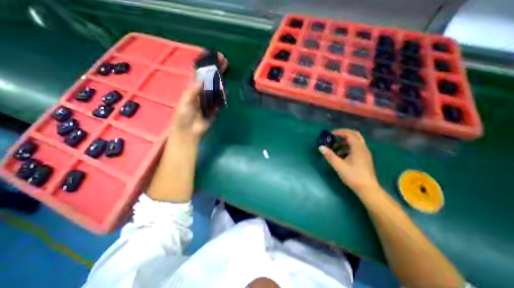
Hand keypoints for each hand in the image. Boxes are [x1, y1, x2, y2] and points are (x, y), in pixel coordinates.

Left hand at [170, 52, 227, 141]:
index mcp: (193, 89)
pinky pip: (219, 101)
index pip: (200, 75)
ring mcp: (209, 101)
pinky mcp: (214, 109)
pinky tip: (225, 92)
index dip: (206, 66)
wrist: (189, 131)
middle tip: (224, 62)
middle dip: (217, 71)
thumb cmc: (183, 116)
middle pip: (210, 80)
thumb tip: (202, 79)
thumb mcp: (185, 102)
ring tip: (226, 74)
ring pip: (216, 89)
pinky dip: (223, 96)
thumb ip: (193, 91)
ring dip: (221, 82)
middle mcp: (202, 93)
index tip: (213, 58)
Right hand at [320, 130, 377, 194]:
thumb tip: (320, 147)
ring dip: (344, 142)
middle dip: (343, 134)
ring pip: (355, 142)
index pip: (350, 134)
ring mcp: (364, 153)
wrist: (367, 189)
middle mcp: (363, 148)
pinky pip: (355, 148)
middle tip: (333, 137)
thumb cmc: (353, 176)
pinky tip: (340, 155)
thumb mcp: (339, 166)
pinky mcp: (364, 158)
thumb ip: (329, 155)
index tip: (330, 134)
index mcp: (358, 148)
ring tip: (334, 148)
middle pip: (354, 135)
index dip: (339, 132)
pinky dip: (347, 148)